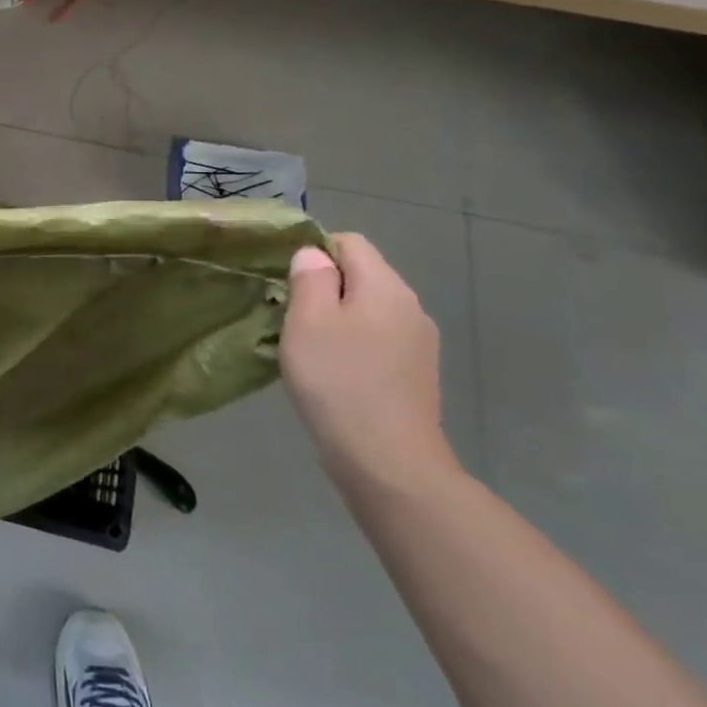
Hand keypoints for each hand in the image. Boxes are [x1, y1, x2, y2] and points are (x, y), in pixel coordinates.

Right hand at [279, 234, 458, 491]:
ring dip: (336, 320)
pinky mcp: (416, 375)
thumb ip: (310, 277)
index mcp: (386, 286)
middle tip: (291, 318)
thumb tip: (313, 255)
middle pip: (361, 275)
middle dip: (323, 288)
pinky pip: (377, 341)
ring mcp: (418, 344)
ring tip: (309, 349)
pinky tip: (334, 375)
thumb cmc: (339, 381)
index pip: (349, 242)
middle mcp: (410, 307)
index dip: (314, 252)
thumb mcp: (308, 320)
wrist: (389, 464)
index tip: (288, 284)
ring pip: (368, 311)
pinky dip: (353, 347)